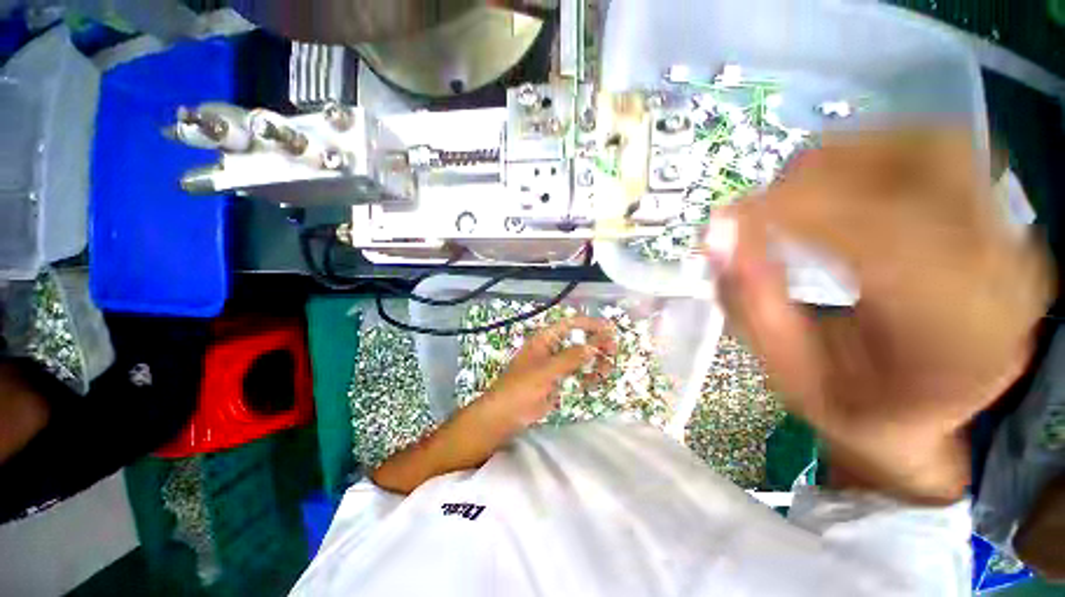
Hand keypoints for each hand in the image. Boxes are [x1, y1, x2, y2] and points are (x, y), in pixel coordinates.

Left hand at [483, 316, 616, 426]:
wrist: (505, 416)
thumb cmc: (521, 388)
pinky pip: (576, 374)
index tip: (609, 328)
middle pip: (577, 340)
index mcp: (544, 340)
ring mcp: (555, 366)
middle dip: (596, 343)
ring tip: (608, 368)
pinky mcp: (557, 382)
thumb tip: (595, 344)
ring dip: (594, 361)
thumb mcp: (546, 370)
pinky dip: (588, 375)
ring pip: (579, 358)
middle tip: (613, 350)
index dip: (589, 324)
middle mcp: (551, 349)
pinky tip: (597, 380)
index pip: (569, 325)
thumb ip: (571, 357)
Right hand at [711, 128, 1054, 503]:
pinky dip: (876, 151)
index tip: (736, 214)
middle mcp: (1002, 276)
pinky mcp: (995, 220)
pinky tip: (836, 183)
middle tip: (764, 201)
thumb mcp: (789, 373)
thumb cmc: (854, 407)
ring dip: (850, 153)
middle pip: (925, 169)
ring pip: (935, 145)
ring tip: (795, 189)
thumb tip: (717, 233)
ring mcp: (1010, 239)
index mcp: (954, 339)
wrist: (926, 414)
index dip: (802, 211)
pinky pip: (940, 152)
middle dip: (827, 172)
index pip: (886, 239)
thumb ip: (751, 303)